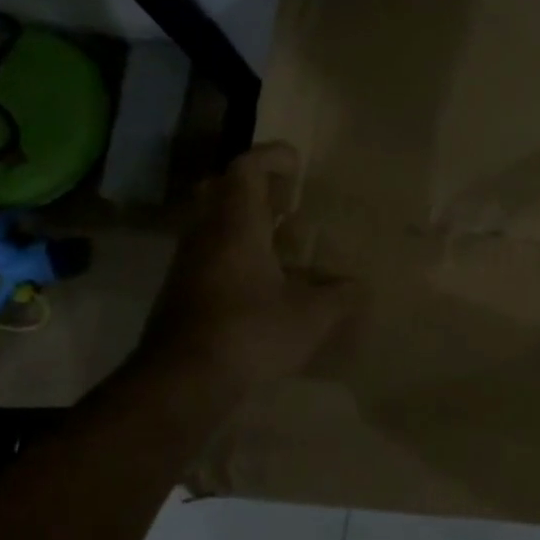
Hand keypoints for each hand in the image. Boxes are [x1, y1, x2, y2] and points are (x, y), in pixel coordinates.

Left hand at [127, 142, 361, 417]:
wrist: (182, 382)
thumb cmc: (250, 332)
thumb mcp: (311, 316)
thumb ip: (339, 296)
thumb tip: (358, 287)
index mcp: (236, 226)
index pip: (246, 170)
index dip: (271, 157)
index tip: (297, 161)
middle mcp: (206, 236)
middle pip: (220, 190)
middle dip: (252, 186)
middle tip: (284, 198)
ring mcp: (188, 265)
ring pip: (212, 224)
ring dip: (244, 222)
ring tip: (281, 240)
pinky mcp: (181, 292)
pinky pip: (209, 254)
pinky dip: (235, 252)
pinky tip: (263, 280)